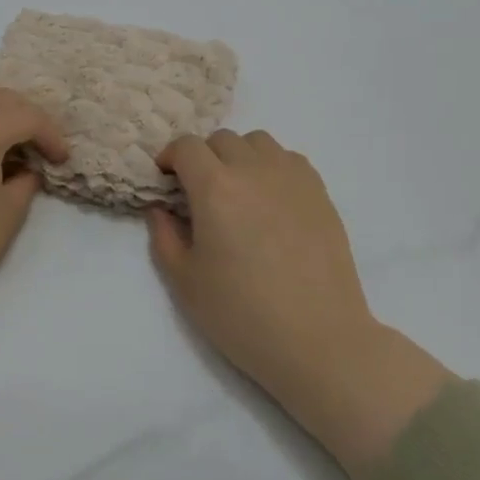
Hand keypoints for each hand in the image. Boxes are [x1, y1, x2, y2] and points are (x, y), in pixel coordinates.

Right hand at [149, 131, 452, 479]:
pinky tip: (271, 201)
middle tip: (200, 193)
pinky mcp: (320, 192)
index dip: (170, 158)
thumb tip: (160, 208)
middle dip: (203, 158)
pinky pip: (290, 159)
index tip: (166, 181)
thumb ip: (164, 236)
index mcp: (215, 188)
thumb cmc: (242, 315)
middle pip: (221, 139)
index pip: (186, 147)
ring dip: (239, 156)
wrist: (318, 340)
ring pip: (258, 142)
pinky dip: (272, 167)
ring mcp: (292, 178)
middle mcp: (253, 170)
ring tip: (238, 191)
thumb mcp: (185, 281)